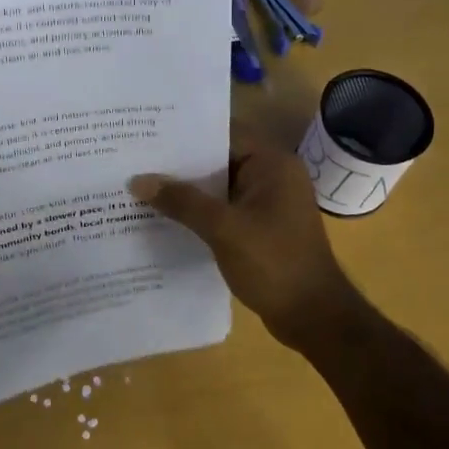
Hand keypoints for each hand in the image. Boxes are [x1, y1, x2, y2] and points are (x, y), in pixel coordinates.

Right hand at [130, 125, 359, 348]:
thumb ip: (182, 202)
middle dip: (180, 162)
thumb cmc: (274, 263)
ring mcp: (266, 203)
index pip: (224, 133)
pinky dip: (198, 210)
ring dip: (186, 189)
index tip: (148, 131)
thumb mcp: (224, 229)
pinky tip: (164, 215)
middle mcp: (271, 176)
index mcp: (272, 164)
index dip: (186, 132)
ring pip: (218, 186)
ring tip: (140, 183)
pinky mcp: (258, 227)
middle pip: (219, 158)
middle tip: (135, 157)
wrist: (313, 317)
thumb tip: (137, 180)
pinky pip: (223, 208)